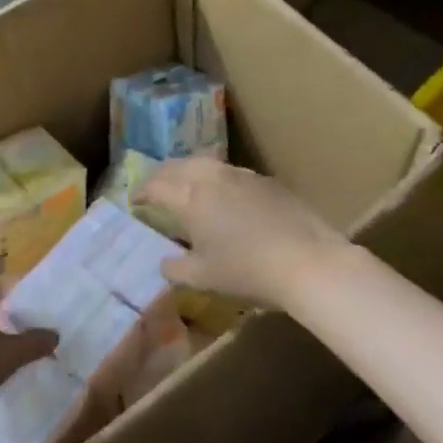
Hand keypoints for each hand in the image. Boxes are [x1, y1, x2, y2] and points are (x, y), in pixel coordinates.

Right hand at [135, 158, 349, 310]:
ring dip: (189, 173)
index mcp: (189, 197)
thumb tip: (165, 262)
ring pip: (205, 164)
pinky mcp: (266, 181)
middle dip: (162, 175)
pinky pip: (230, 174)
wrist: (307, 260)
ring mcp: (241, 175)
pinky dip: (217, 180)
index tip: (136, 200)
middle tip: (156, 187)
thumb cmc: (247, 270)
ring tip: (187, 187)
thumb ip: (176, 268)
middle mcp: (211, 177)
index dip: (142, 192)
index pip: (156, 185)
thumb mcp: (203, 278)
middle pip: (178, 166)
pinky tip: (224, 198)